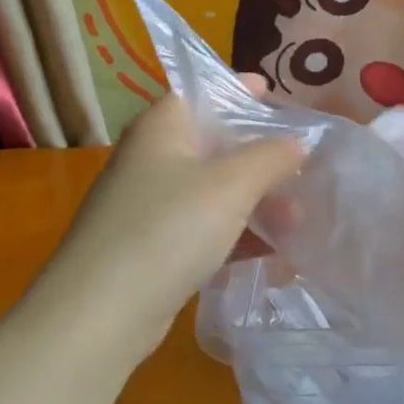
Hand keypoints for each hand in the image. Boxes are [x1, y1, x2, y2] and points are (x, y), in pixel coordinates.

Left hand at [33, 86, 302, 363]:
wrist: (101, 312)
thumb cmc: (169, 228)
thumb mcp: (231, 185)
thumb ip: (270, 157)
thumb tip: (297, 142)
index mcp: (162, 127)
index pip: (204, 92)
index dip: (240, 91)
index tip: (278, 97)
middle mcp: (152, 159)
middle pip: (214, 143)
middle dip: (261, 158)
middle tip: (302, 169)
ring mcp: (150, 205)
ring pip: (213, 190)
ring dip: (255, 201)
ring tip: (298, 220)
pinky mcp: (153, 247)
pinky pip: (204, 228)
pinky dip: (236, 234)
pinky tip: (272, 253)